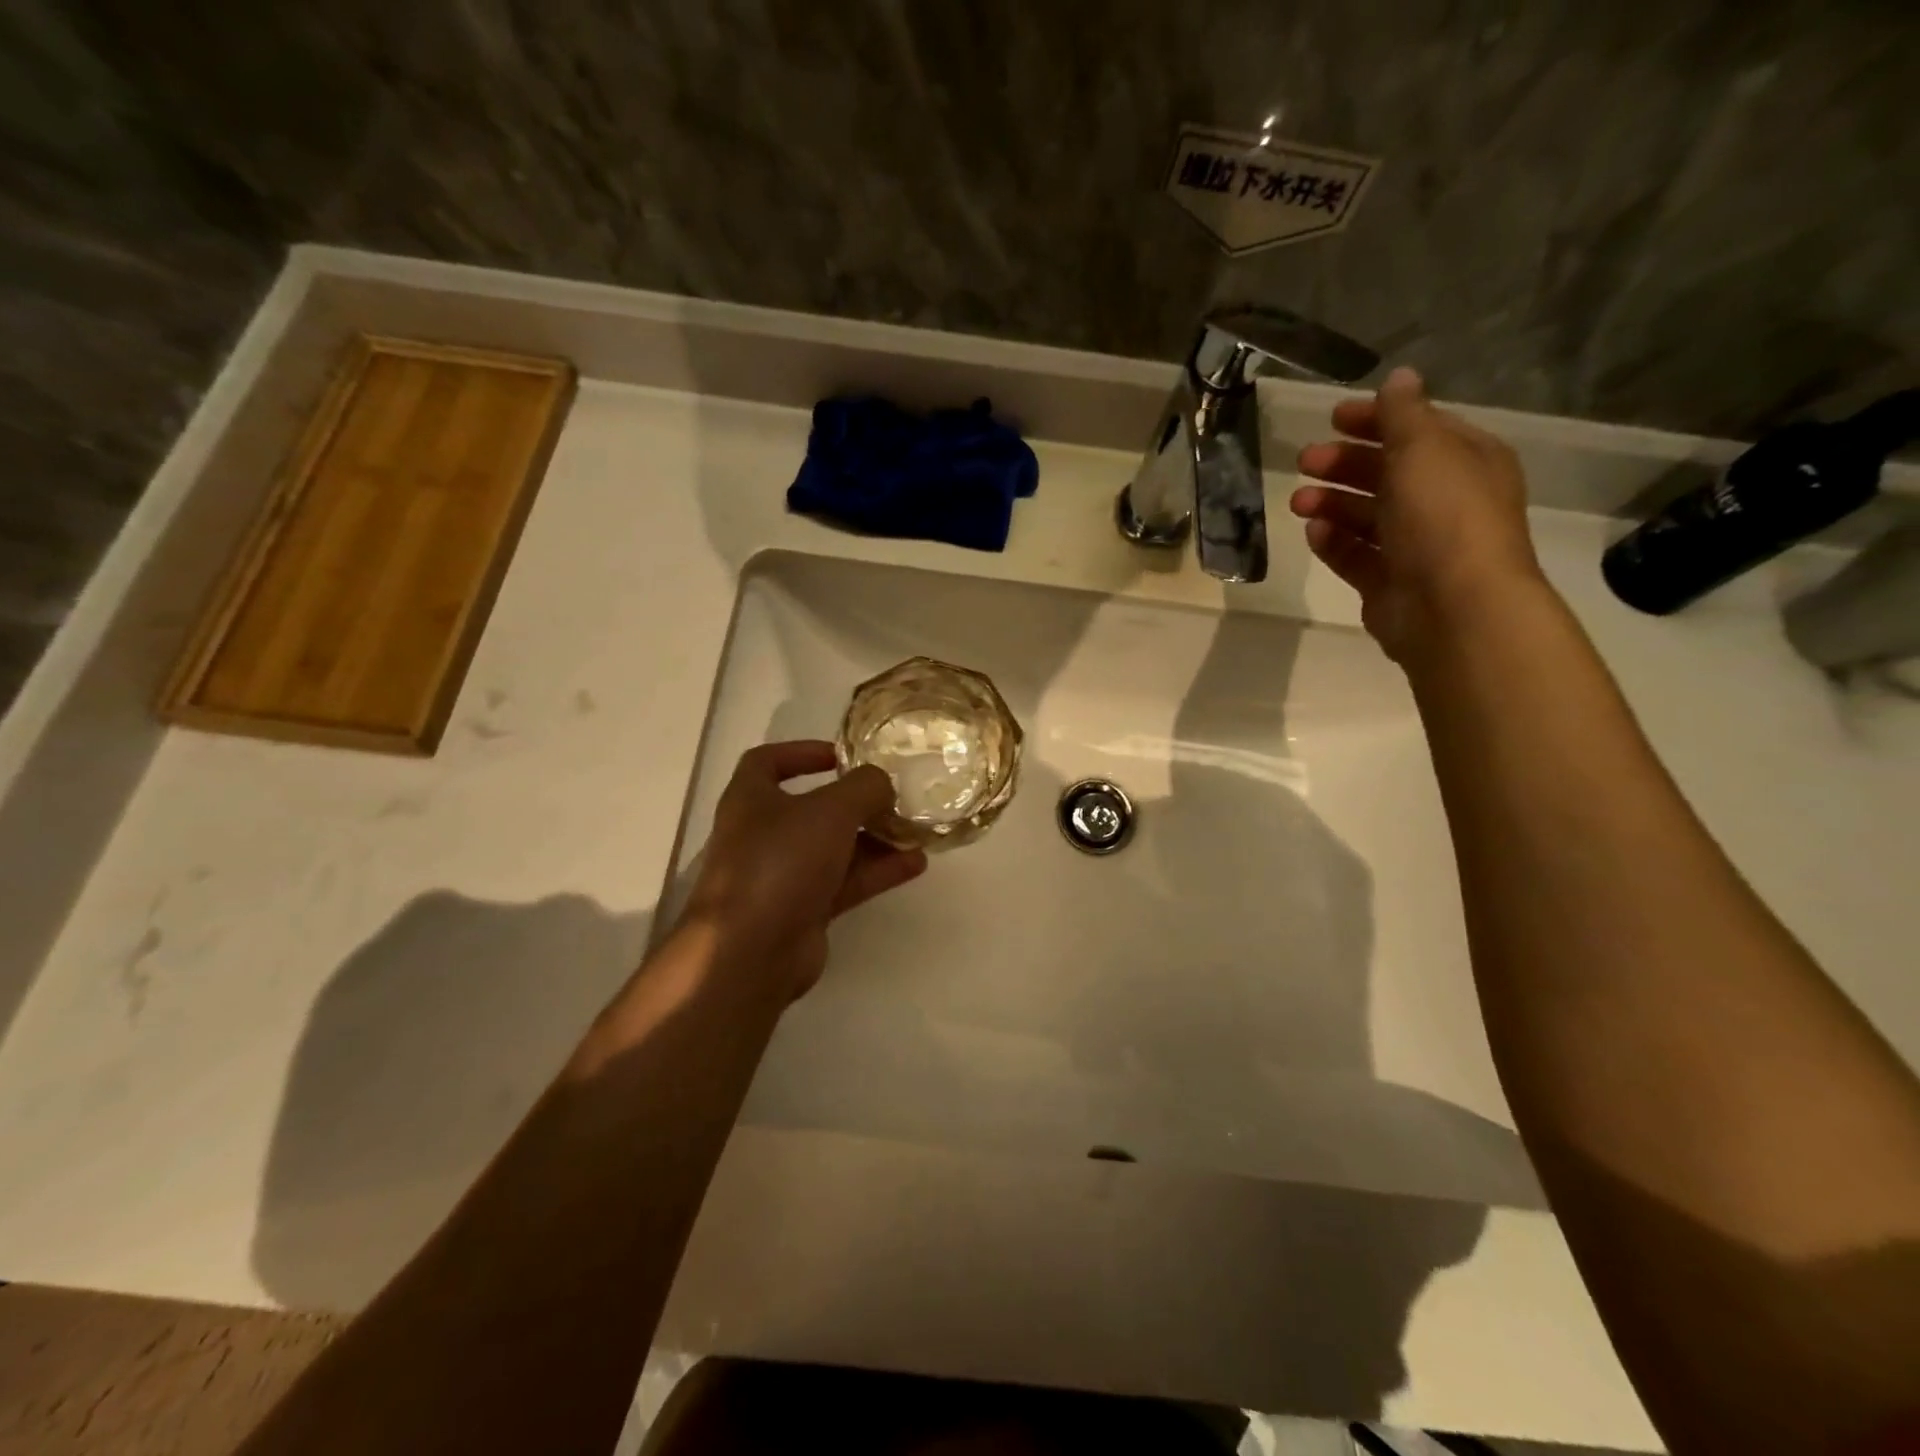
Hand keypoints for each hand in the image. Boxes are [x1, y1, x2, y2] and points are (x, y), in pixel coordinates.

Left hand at [680, 741, 926, 998]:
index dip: (802, 752)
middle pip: (812, 808)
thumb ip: (864, 788)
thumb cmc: (781, 862)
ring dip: (874, 838)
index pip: (768, 761)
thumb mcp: (831, 809)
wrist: (751, 951)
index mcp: (751, 799)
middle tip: (893, 797)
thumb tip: (882, 785)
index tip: (842, 756)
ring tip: (915, 831)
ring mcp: (783, 875)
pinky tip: (915, 864)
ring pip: (834, 848)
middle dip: (855, 802)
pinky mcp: (804, 910)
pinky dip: (877, 871)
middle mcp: (763, 834)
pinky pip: (845, 882)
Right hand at [1290, 366, 1546, 662]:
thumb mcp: (1424, 449)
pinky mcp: (1388, 582)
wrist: (1453, 607)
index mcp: (1465, 462)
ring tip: (1298, 501)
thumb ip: (1403, 414)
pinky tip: (1313, 532)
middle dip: (1345, 464)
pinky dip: (1334, 542)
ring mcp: (1416, 546)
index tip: (1332, 418)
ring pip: (1366, 516)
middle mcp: (1444, 501)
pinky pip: (1356, 555)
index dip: (1377, 420)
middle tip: (1305, 461)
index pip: (1418, 430)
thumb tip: (1399, 378)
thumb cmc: (1444, 517)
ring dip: (1331, 502)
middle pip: (1387, 473)